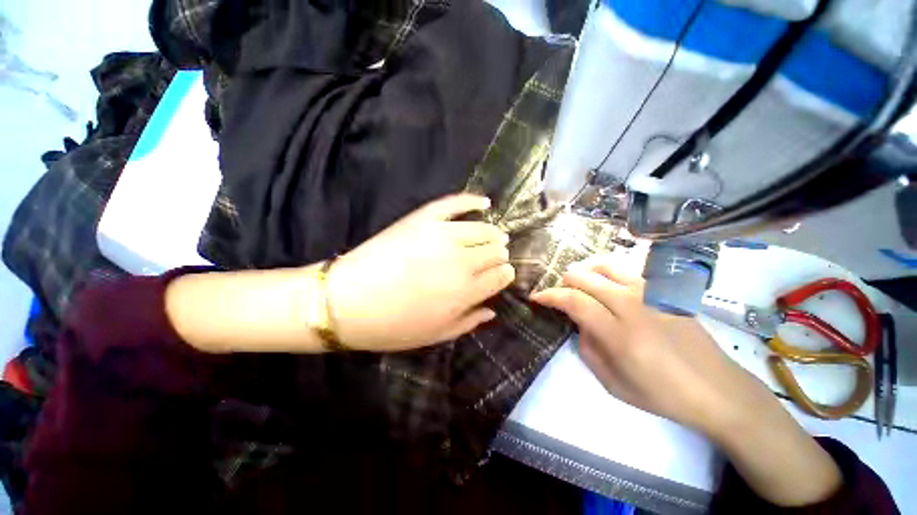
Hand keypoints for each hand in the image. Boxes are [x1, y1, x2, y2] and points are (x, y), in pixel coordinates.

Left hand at [329, 194, 514, 351]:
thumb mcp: (436, 335)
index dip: (504, 274)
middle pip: (496, 251)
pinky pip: (455, 203)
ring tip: (493, 235)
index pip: (501, 276)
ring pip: (483, 228)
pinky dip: (473, 200)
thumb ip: (469, 322)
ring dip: (493, 233)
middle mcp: (462, 261)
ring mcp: (443, 235)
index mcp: (467, 292)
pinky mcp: (424, 219)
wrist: (347, 303)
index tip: (501, 274)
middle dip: (499, 255)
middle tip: (494, 257)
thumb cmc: (393, 326)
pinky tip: (485, 201)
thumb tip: (493, 309)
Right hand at [529, 255, 777, 438]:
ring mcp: (650, 293)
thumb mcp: (611, 382)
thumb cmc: (661, 393)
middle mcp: (631, 304)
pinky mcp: (663, 290)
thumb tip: (580, 322)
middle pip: (584, 277)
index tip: (536, 297)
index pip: (572, 300)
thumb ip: (587, 346)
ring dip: (584, 271)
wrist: (717, 389)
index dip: (549, 295)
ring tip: (579, 282)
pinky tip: (606, 282)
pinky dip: (607, 271)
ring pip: (604, 266)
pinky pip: (627, 269)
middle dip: (563, 281)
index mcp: (617, 332)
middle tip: (559, 293)